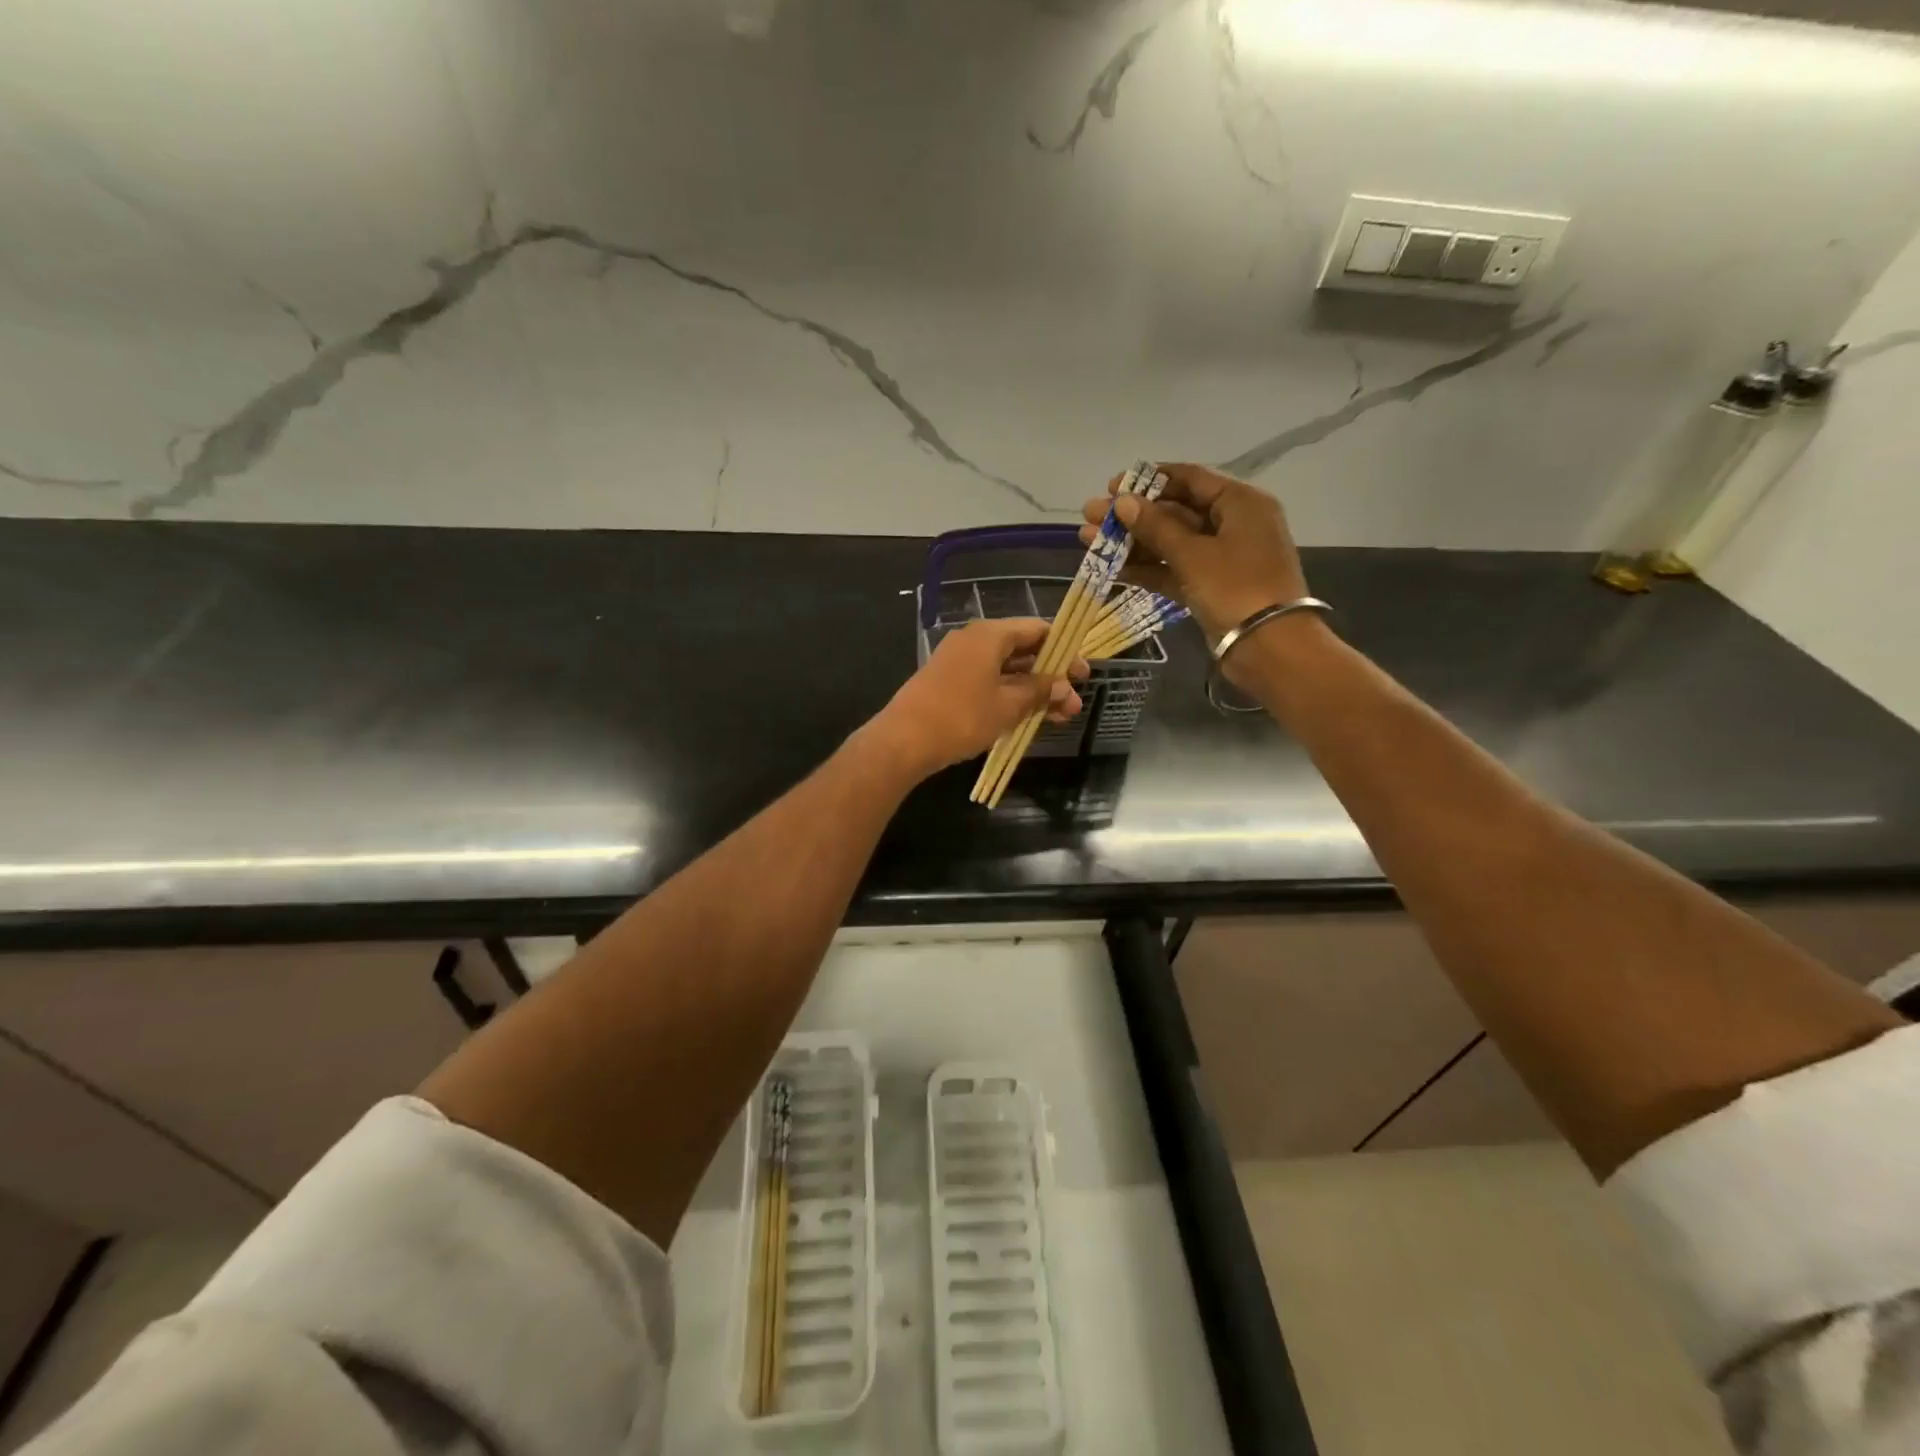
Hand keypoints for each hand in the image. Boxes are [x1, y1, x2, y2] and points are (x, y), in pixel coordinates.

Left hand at [868, 618, 1086, 777]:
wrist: (904, 740)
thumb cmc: (962, 717)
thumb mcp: (1008, 705)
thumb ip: (1039, 691)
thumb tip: (1064, 686)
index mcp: (989, 635)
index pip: (1036, 629)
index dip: (1064, 650)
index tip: (1083, 675)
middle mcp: (973, 640)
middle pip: (1022, 649)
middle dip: (1050, 676)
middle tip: (1072, 703)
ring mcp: (958, 660)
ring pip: (1005, 669)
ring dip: (1032, 690)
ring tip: (1057, 717)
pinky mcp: (947, 682)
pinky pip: (987, 681)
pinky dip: (1009, 695)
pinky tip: (1025, 717)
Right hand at [1080, 464, 1309, 642]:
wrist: (1269, 647)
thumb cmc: (1236, 588)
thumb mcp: (1193, 554)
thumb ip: (1156, 526)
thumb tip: (1122, 501)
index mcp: (1240, 503)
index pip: (1190, 478)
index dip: (1149, 481)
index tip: (1111, 486)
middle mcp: (1233, 524)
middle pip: (1175, 511)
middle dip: (1132, 515)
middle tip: (1091, 516)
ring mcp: (1221, 558)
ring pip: (1170, 543)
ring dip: (1132, 542)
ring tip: (1088, 540)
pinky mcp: (1210, 587)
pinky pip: (1174, 569)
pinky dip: (1146, 568)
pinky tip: (1112, 568)